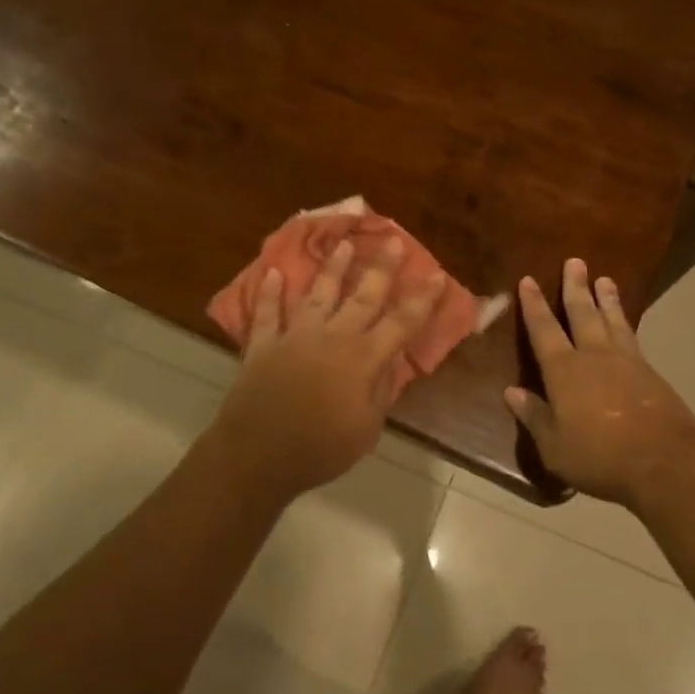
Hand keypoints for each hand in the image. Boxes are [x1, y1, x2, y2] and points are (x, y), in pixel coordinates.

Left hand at [210, 237, 444, 499]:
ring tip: (343, 244)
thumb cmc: (320, 448)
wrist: (259, 454)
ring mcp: (295, 336)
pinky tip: (272, 273)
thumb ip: (380, 392)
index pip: (402, 323)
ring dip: (332, 268)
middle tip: (392, 239)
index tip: (436, 274)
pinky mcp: (263, 345)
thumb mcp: (366, 429)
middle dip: (381, 268)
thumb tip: (390, 363)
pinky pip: (267, 314)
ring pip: (318, 294)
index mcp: (363, 359)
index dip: (422, 299)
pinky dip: (269, 294)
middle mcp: (333, 337)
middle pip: (363, 296)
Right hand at [504, 259, 694, 510]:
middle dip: (575, 287)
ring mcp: (626, 361)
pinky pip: (632, 336)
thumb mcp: (554, 446)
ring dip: (606, 298)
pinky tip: (625, 321)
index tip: (528, 280)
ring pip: (612, 320)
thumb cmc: (600, 457)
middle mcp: (594, 356)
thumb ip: (534, 416)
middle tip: (576, 261)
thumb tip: (511, 392)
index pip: (544, 330)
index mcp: (564, 371)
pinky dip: (625, 322)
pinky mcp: (650, 372)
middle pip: (582, 313)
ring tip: (604, 278)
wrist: (664, 462)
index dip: (534, 305)